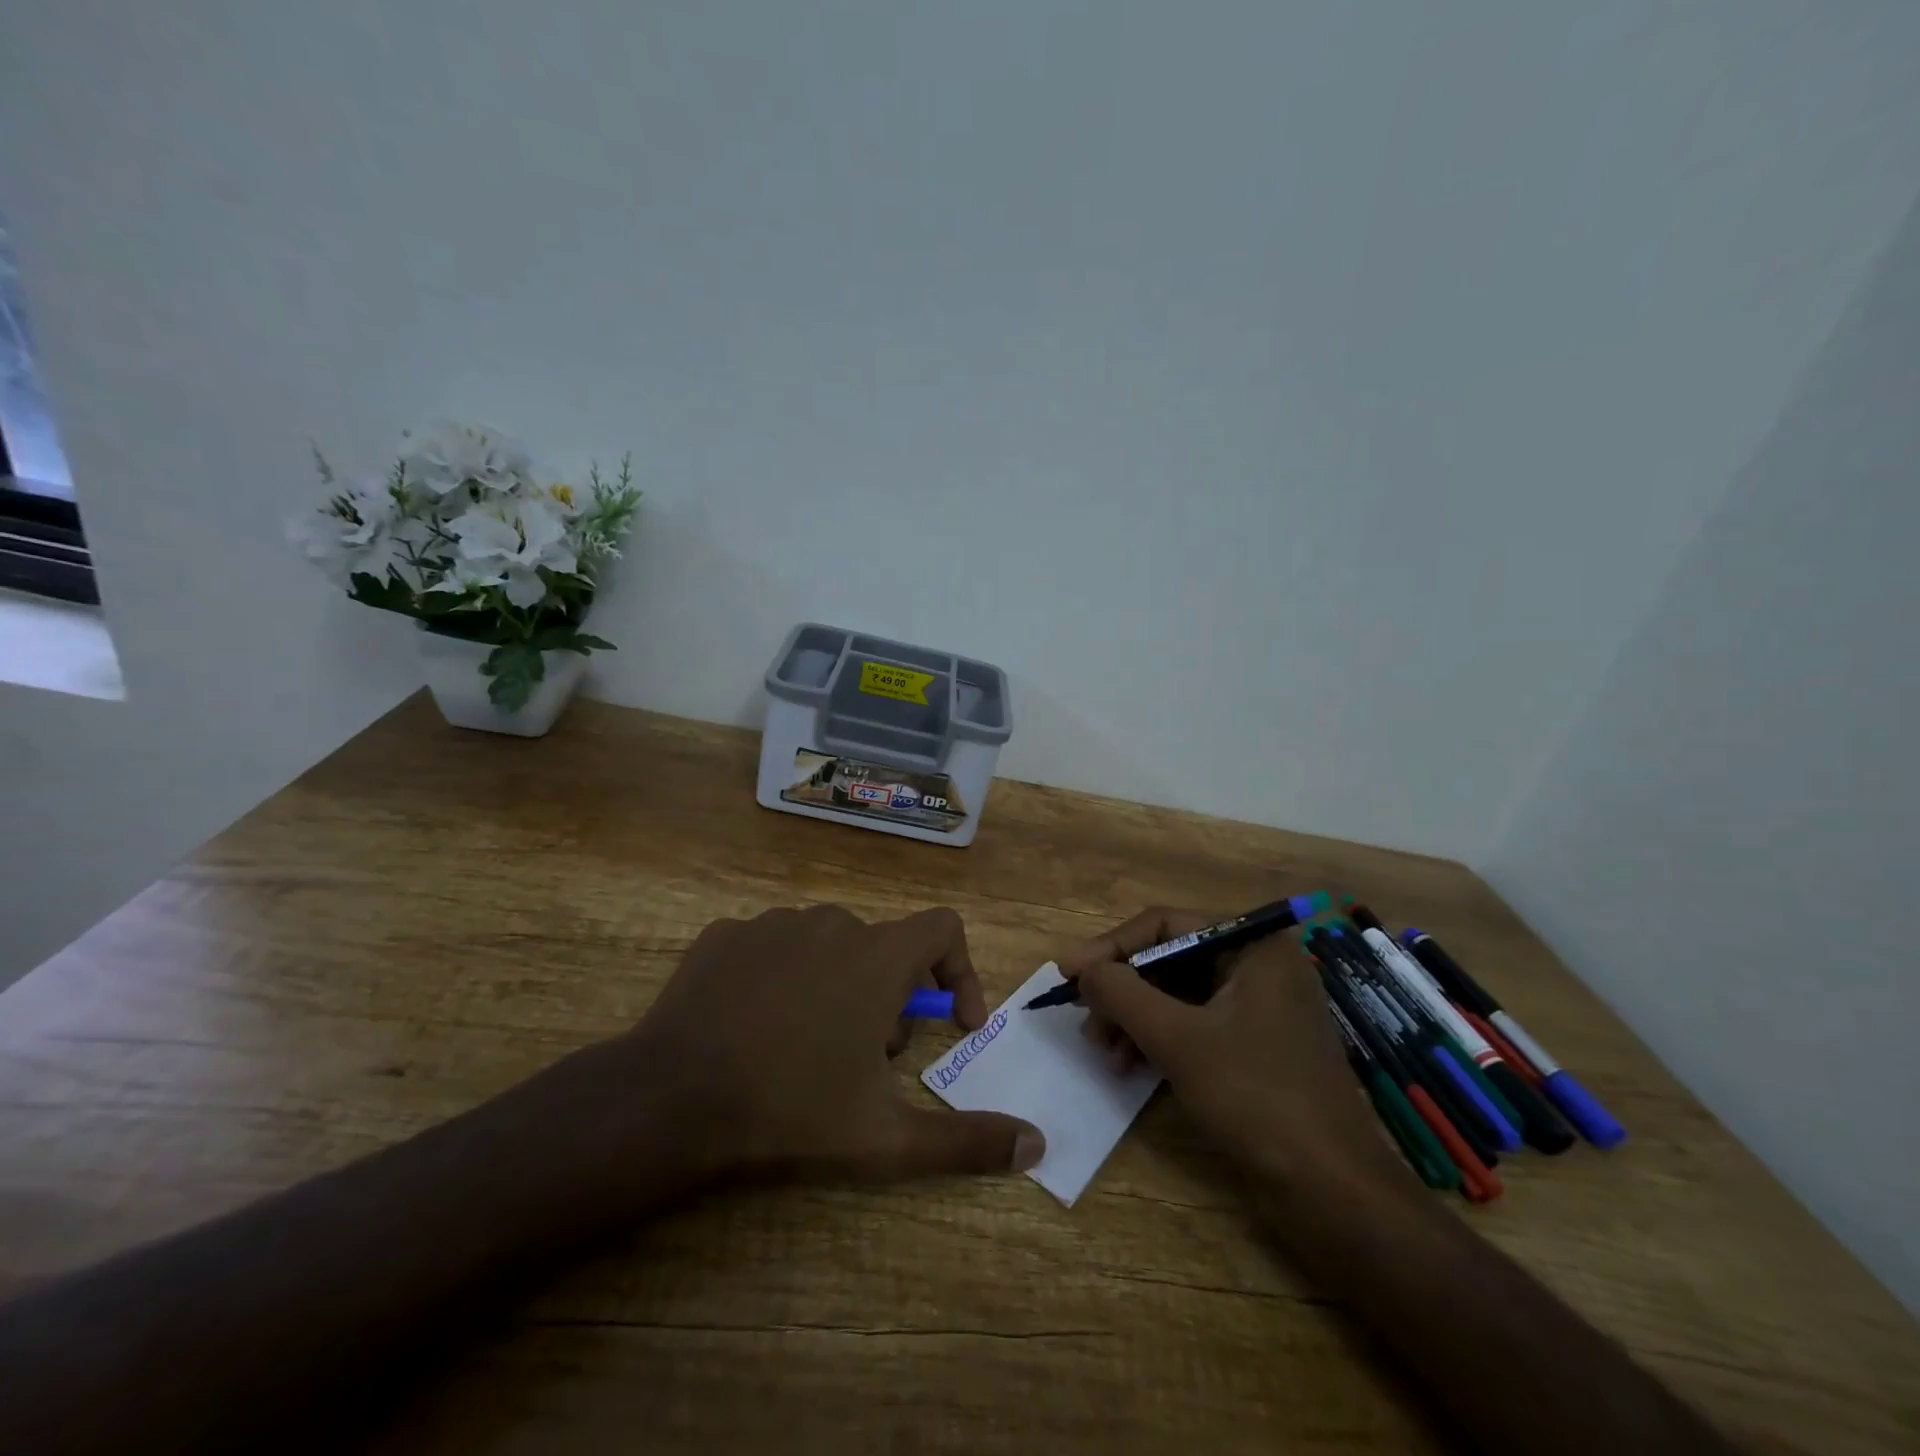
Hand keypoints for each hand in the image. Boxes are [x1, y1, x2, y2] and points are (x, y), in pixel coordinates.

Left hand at [539, 905, 1044, 1208]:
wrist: (670, 1099)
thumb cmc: (791, 1110)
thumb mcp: (885, 1139)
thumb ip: (966, 1141)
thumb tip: (1036, 1146)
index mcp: (878, 956)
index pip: (944, 928)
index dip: (960, 971)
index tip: (951, 1024)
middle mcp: (832, 923)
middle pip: (884, 949)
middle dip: (890, 1000)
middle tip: (867, 1061)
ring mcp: (773, 924)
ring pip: (828, 947)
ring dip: (837, 987)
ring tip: (809, 1049)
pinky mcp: (726, 934)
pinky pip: (773, 948)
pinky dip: (781, 979)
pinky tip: (755, 1028)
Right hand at [1059, 909, 1402, 1189]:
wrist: (1333, 1194)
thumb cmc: (1256, 1098)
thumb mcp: (1177, 1039)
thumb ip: (1122, 993)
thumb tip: (1081, 967)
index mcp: (1253, 945)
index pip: (1165, 925)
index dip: (1111, 947)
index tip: (1068, 973)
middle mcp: (1257, 965)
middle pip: (1169, 959)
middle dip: (1122, 990)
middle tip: (1086, 1020)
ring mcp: (1259, 1007)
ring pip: (1177, 995)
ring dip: (1134, 1018)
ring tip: (1102, 1050)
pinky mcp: (1254, 1046)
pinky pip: (1193, 1025)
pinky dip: (1158, 1039)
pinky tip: (1128, 1065)